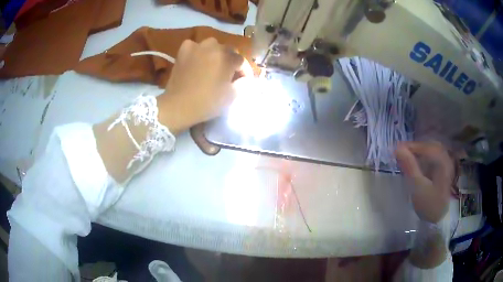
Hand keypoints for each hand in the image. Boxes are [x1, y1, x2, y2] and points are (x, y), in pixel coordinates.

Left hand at [157, 38, 250, 133]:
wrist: (178, 106)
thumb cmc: (207, 102)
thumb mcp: (231, 96)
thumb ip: (243, 84)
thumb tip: (245, 78)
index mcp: (227, 57)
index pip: (242, 61)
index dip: (244, 72)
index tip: (243, 82)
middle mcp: (213, 47)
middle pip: (228, 51)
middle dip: (231, 62)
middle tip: (228, 74)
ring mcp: (197, 46)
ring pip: (212, 46)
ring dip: (216, 54)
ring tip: (213, 65)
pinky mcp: (183, 50)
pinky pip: (195, 46)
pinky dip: (198, 51)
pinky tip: (197, 60)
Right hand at [395, 142, 453, 222]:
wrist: (439, 218)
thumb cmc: (429, 204)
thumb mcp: (417, 187)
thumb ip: (409, 166)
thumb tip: (397, 148)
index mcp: (441, 160)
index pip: (424, 146)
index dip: (409, 146)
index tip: (395, 150)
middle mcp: (445, 157)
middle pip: (427, 146)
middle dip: (413, 148)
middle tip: (399, 154)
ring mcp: (445, 163)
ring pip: (429, 151)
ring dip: (418, 153)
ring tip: (406, 158)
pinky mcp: (443, 169)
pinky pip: (432, 157)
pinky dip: (422, 158)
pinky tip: (416, 164)